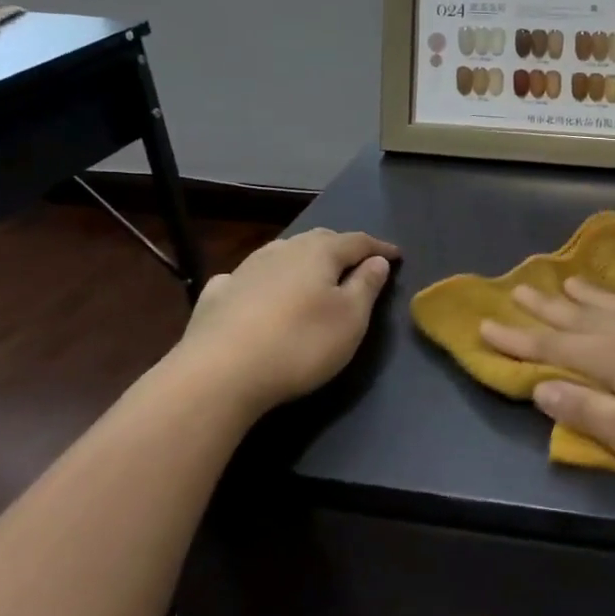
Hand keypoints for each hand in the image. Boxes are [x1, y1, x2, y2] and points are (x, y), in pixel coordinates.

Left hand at [174, 228, 399, 416]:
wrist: (219, 375)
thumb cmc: (300, 344)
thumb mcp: (350, 319)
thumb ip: (367, 285)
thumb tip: (377, 260)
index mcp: (319, 253)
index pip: (357, 241)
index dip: (379, 247)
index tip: (397, 256)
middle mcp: (282, 251)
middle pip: (319, 240)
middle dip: (341, 248)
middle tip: (357, 262)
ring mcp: (245, 270)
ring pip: (283, 254)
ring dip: (302, 260)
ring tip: (313, 275)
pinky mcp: (216, 295)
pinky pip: (248, 277)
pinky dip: (264, 280)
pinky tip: (258, 292)